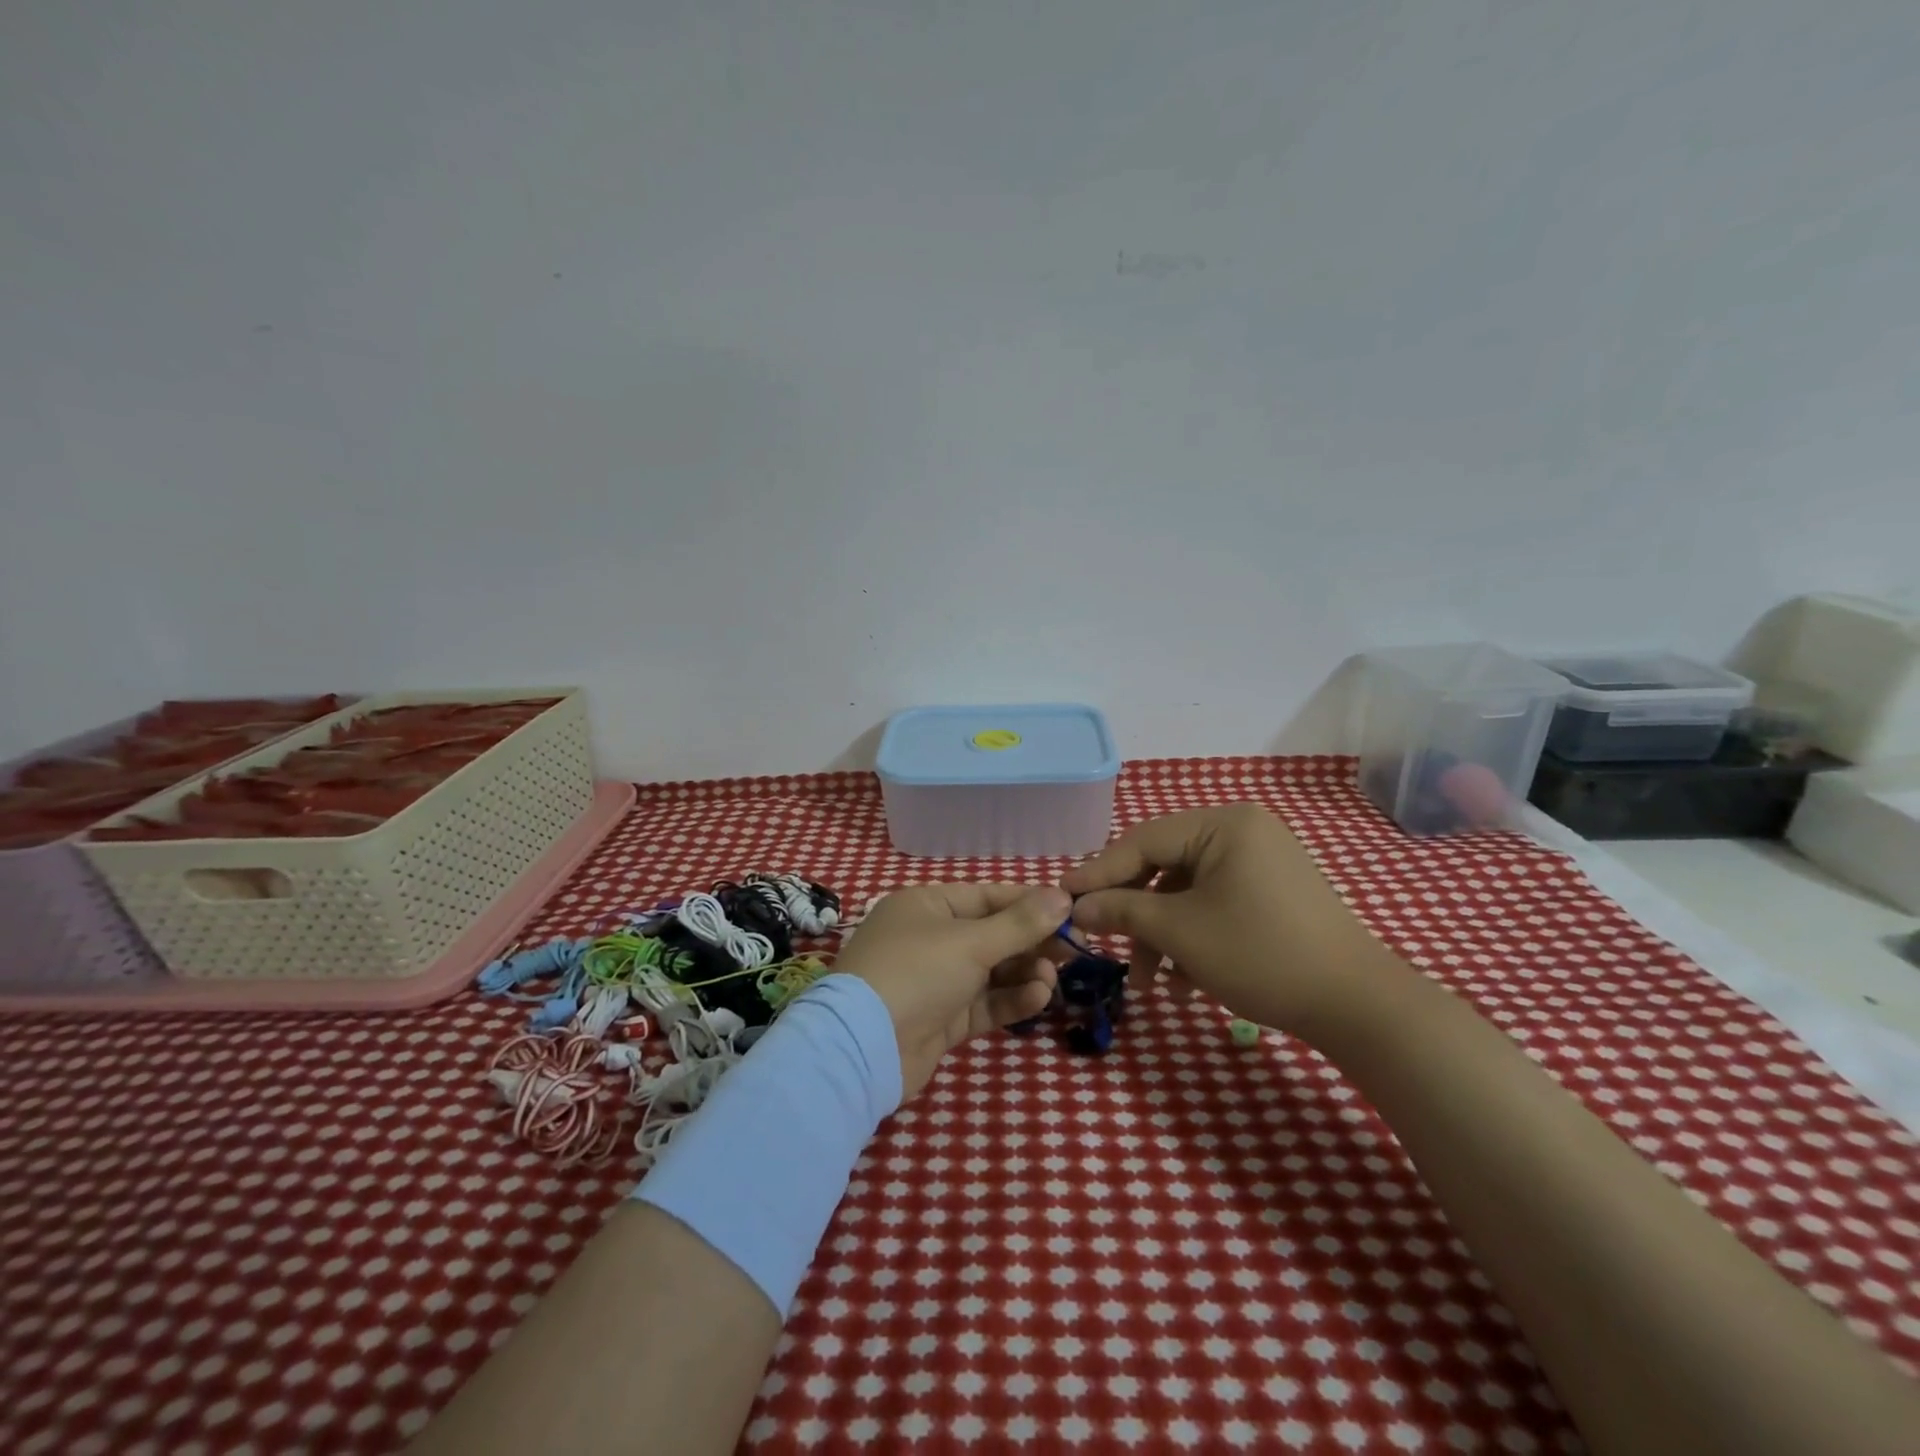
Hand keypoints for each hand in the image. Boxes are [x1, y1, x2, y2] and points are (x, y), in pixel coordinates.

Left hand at [834, 884, 1070, 1099]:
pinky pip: (983, 1003)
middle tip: (1071, 949)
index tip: (1069, 910)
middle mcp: (929, 938)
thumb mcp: (971, 942)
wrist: (863, 1047)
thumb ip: (1020, 923)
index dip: (1028, 902)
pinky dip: (1010, 1000)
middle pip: (991, 934)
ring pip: (990, 971)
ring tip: (1052, 977)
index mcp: (927, 905)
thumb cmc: (917, 972)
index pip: (986, 896)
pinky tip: (1038, 997)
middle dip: (1030, 941)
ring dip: (1023, 972)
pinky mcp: (941, 1019)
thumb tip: (1062, 895)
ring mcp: (934, 981)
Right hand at [1062, 804, 1406, 1039]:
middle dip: (1134, 914)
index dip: (1098, 872)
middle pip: (1163, 867)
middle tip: (1102, 942)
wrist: (1358, 1007)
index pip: (1143, 840)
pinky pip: (1214, 905)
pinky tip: (1186, 984)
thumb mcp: (1181, 932)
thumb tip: (1077, 906)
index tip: (1061, 896)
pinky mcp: (1270, 894)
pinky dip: (1193, 940)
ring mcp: (1259, 863)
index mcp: (1223, 824)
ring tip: (1150, 984)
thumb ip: (1122, 911)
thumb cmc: (1261, 955)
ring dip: (1162, 936)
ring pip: (1187, 893)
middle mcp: (1241, 832)